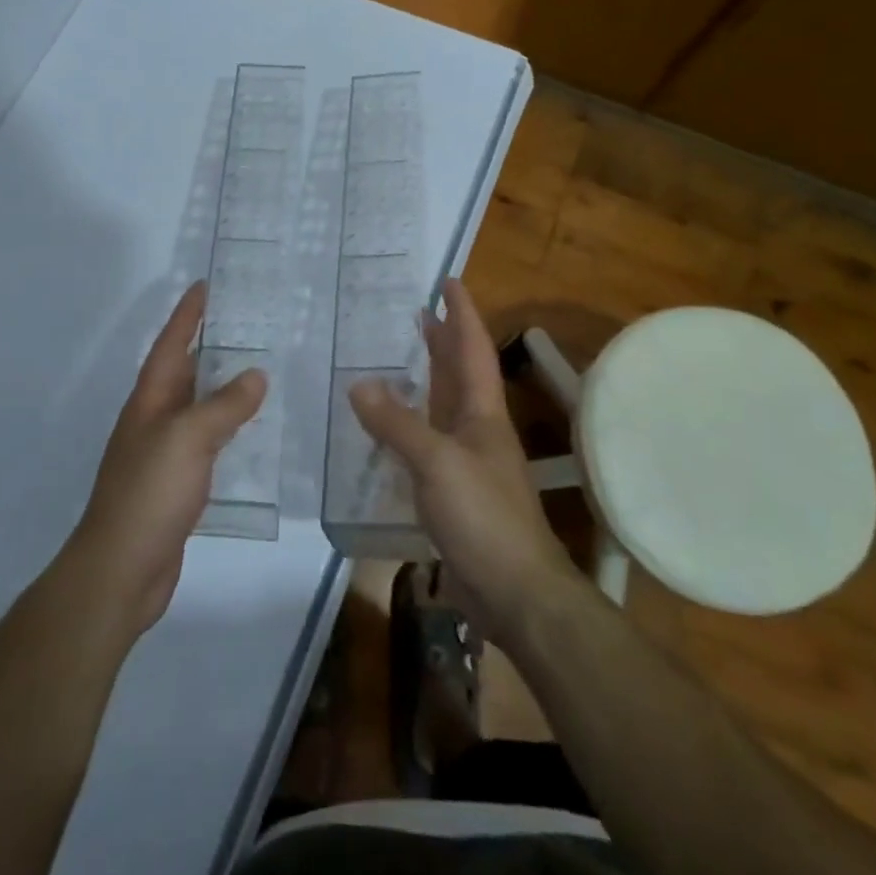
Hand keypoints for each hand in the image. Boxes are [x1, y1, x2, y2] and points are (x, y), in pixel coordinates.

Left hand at [66, 282, 266, 641]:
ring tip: (259, 369)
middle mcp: (154, 420)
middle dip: (210, 346)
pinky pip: (207, 442)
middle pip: (184, 372)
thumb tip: (255, 375)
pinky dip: (228, 429)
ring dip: (222, 388)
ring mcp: (164, 453)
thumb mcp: (187, 439)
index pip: (171, 345)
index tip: (205, 286)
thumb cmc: (149, 493)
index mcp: (150, 401)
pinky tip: (251, 431)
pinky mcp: (177, 484)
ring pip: (197, 408)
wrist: (121, 569)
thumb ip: (223, 406)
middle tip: (248, 324)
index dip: (187, 315)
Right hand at [349, 279, 576, 643]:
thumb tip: (359, 384)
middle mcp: (478, 430)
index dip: (463, 314)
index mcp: (483, 413)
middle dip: (443, 341)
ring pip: (444, 407)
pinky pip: (427, 443)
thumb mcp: (436, 463)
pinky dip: (409, 425)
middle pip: (460, 373)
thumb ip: (397, 424)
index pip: (473, 349)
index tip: (449, 282)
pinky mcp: (454, 492)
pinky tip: (389, 427)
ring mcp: (467, 462)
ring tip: (399, 359)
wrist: (516, 592)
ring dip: (426, 379)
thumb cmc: (484, 517)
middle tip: (418, 312)